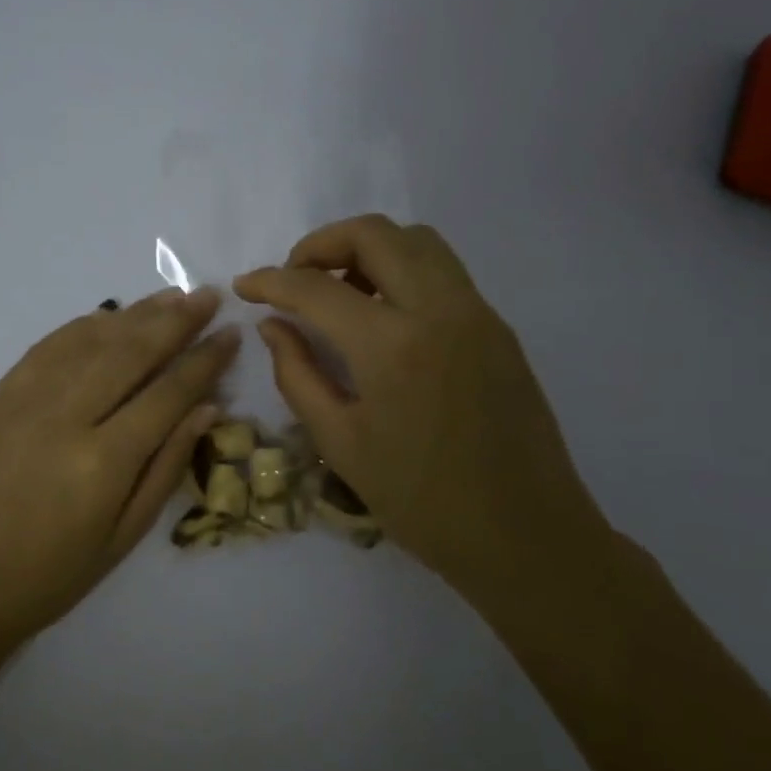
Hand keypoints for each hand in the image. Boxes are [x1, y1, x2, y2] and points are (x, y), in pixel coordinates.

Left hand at [0, 288, 239, 650]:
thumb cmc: (49, 577)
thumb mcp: (123, 537)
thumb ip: (166, 467)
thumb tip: (206, 408)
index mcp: (102, 461)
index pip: (168, 394)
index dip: (204, 361)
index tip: (230, 334)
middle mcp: (65, 417)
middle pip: (130, 352)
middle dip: (175, 321)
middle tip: (207, 296)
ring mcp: (23, 400)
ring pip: (89, 340)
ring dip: (134, 314)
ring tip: (170, 297)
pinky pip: (47, 347)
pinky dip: (82, 326)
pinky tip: (108, 315)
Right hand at [235, 215, 605, 601]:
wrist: (525, 536)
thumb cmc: (422, 502)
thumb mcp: (341, 444)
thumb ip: (298, 375)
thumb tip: (273, 326)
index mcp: (392, 347)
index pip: (317, 287)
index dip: (271, 281)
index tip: (245, 286)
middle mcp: (439, 311)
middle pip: (374, 234)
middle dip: (320, 244)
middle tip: (294, 281)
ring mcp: (476, 313)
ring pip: (416, 241)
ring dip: (367, 249)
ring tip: (339, 293)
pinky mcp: (497, 327)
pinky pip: (442, 271)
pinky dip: (401, 269)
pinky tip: (381, 315)